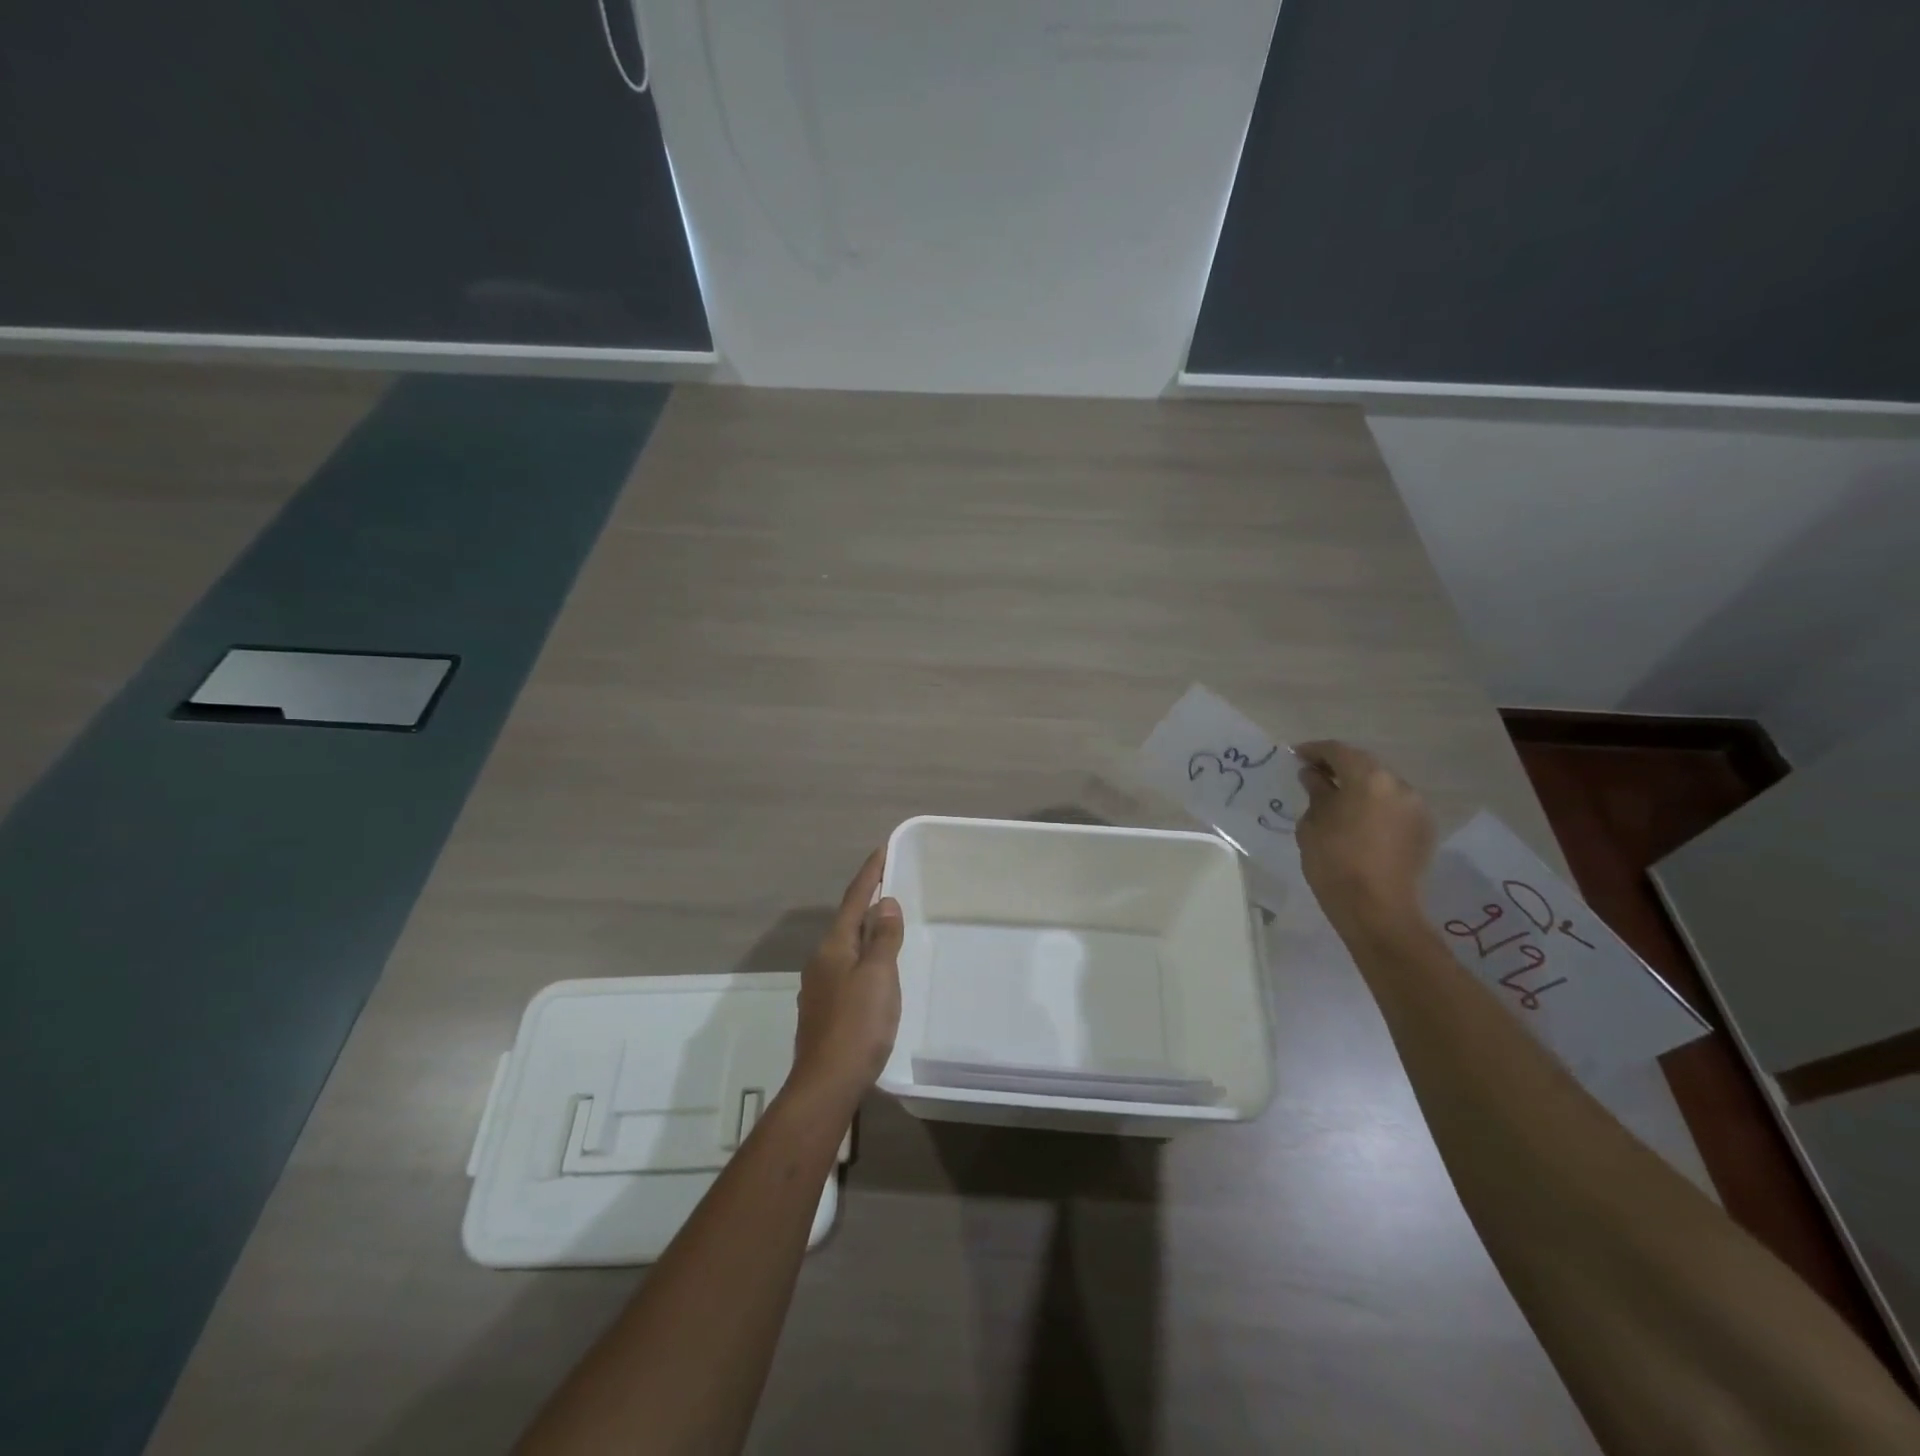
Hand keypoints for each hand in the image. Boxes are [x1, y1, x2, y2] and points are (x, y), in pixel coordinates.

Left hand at [791, 849, 903, 1110]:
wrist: (826, 1084)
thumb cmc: (857, 1025)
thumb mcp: (879, 976)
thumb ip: (883, 939)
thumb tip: (884, 903)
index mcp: (834, 947)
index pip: (853, 900)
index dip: (869, 875)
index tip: (881, 850)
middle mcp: (821, 961)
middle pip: (847, 922)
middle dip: (866, 902)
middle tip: (890, 885)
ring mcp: (819, 988)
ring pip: (846, 948)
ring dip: (865, 932)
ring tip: (886, 925)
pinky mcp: (824, 1012)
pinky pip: (846, 970)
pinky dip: (863, 958)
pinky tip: (875, 972)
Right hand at [1294, 740, 1435, 932]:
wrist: (1378, 911)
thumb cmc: (1334, 863)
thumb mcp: (1313, 824)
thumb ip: (1316, 793)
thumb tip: (1314, 776)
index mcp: (1368, 778)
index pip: (1338, 751)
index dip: (1314, 750)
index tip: (1295, 756)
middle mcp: (1399, 785)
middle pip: (1365, 766)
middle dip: (1339, 768)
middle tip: (1314, 776)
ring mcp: (1417, 808)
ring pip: (1382, 786)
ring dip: (1359, 787)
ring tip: (1335, 800)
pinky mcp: (1424, 830)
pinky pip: (1394, 807)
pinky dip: (1375, 806)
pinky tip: (1358, 821)